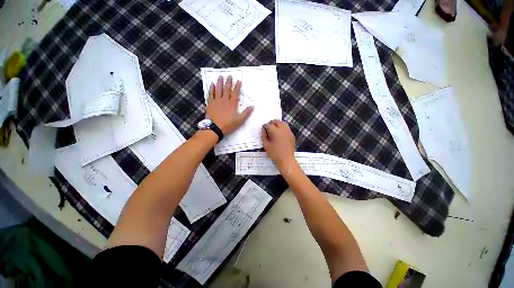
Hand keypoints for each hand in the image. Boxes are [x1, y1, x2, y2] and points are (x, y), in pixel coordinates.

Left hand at [206, 76, 253, 134]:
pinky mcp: (210, 104)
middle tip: (229, 76)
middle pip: (226, 89)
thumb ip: (246, 113)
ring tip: (220, 77)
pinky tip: (212, 84)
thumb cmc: (228, 125)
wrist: (214, 128)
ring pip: (218, 90)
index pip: (235, 93)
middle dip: (228, 82)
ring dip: (220, 83)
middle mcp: (224, 100)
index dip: (237, 87)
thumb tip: (252, 106)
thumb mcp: (239, 120)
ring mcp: (216, 101)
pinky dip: (211, 89)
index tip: (238, 80)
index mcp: (232, 104)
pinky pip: (210, 94)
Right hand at [262, 120, 296, 169]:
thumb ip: (264, 136)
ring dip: (277, 124)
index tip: (263, 129)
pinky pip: (286, 128)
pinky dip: (282, 128)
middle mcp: (283, 130)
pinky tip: (279, 134)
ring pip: (283, 123)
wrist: (286, 160)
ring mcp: (289, 132)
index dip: (265, 126)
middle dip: (271, 123)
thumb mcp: (266, 145)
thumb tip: (263, 129)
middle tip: (268, 128)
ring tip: (274, 130)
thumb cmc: (275, 154)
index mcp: (276, 132)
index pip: (269, 125)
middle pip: (277, 121)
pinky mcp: (292, 135)